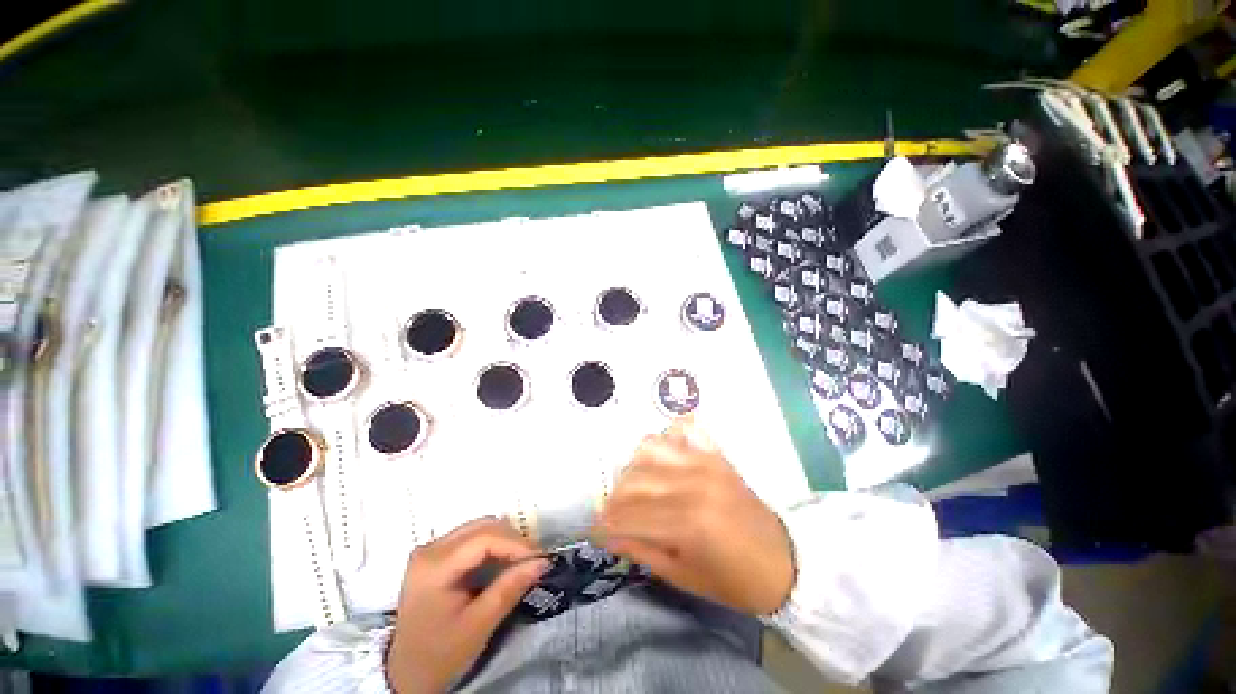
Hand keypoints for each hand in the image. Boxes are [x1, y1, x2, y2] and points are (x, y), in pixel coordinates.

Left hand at [387, 519, 548, 692]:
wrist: (406, 673)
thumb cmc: (440, 654)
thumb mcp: (478, 626)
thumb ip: (509, 589)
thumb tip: (542, 562)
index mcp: (434, 566)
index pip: (483, 539)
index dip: (516, 543)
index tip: (540, 557)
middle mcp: (430, 549)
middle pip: (482, 527)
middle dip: (513, 540)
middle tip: (534, 560)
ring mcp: (431, 549)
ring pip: (480, 527)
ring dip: (505, 540)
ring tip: (522, 560)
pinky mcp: (436, 554)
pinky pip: (473, 537)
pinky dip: (494, 545)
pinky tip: (504, 561)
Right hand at [594, 419, 794, 615]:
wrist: (782, 561)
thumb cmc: (733, 580)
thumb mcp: (683, 577)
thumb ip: (642, 551)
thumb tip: (608, 534)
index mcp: (686, 522)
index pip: (628, 515)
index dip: (605, 524)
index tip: (596, 531)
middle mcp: (691, 483)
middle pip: (634, 479)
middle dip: (614, 497)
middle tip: (614, 513)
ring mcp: (704, 462)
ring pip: (650, 448)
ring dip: (634, 466)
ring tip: (637, 485)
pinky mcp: (715, 454)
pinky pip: (683, 429)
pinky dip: (667, 436)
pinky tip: (664, 456)